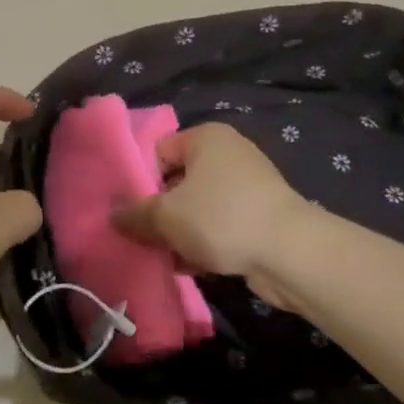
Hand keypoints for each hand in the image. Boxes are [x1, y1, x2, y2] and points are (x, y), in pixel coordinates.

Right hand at [115, 124, 313, 306]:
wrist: (291, 253)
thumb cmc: (221, 218)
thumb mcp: (166, 216)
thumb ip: (134, 214)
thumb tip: (112, 215)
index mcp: (206, 137)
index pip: (159, 151)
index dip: (141, 180)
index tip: (130, 211)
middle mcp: (228, 154)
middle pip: (178, 181)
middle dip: (159, 211)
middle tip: (141, 236)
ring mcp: (248, 186)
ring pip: (198, 207)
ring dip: (180, 232)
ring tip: (162, 255)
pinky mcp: (260, 217)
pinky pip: (220, 225)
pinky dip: (204, 243)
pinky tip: (189, 266)